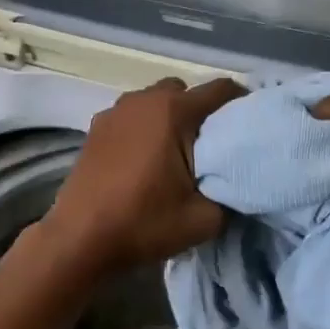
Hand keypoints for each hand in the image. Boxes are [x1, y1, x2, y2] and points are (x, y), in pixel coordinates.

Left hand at [40, 77, 245, 277]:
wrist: (79, 239)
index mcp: (173, 112)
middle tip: (210, 145)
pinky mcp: (95, 127)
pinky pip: (131, 116)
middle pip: (185, 91)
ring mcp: (115, 111)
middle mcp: (143, 100)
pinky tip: (143, 160)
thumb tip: (235, 182)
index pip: (221, 89)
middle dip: (201, 111)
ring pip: (155, 101)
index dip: (241, 103)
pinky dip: (143, 128)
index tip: (250, 125)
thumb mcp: (205, 219)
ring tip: (175, 153)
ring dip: (169, 118)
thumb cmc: (144, 223)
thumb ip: (231, 194)